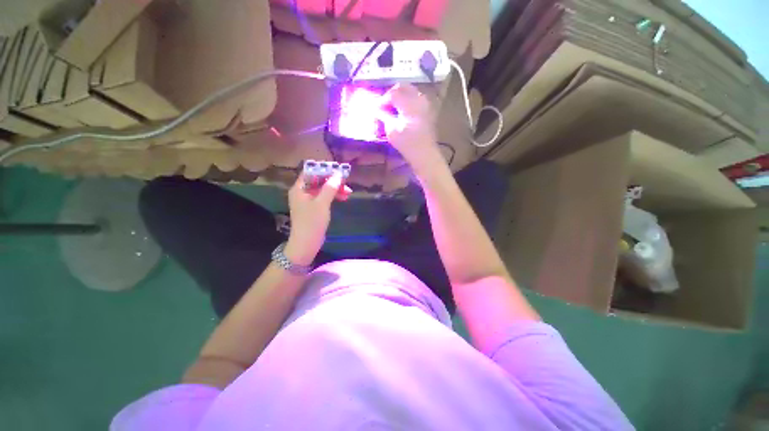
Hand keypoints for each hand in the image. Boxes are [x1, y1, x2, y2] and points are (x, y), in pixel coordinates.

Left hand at [284, 173, 349, 265]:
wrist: (306, 243)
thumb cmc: (312, 222)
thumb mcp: (322, 203)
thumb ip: (330, 188)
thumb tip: (338, 174)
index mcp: (299, 188)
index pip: (311, 172)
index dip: (324, 169)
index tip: (338, 170)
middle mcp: (302, 192)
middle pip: (318, 180)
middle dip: (333, 181)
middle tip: (346, 182)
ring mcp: (308, 201)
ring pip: (323, 189)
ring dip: (335, 189)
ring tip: (349, 192)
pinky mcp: (314, 208)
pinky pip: (324, 197)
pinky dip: (333, 196)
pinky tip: (344, 197)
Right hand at [380, 84, 443, 173]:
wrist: (425, 154)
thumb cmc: (407, 144)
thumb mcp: (391, 130)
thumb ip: (384, 116)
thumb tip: (377, 109)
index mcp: (409, 103)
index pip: (393, 93)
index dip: (383, 100)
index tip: (377, 109)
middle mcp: (419, 99)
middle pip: (403, 87)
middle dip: (392, 94)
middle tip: (384, 105)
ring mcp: (425, 104)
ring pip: (411, 91)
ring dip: (400, 96)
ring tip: (393, 109)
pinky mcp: (428, 110)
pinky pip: (416, 98)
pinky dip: (408, 101)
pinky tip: (403, 112)